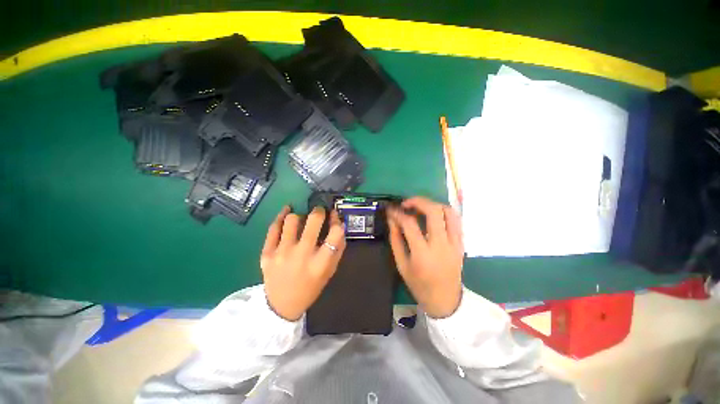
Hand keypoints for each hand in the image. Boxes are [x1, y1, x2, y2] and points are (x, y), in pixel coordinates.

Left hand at [260, 206, 345, 320]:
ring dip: (300, 215)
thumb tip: (338, 223)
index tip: (334, 216)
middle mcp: (302, 255)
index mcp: (321, 262)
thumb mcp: (330, 270)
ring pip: (292, 220)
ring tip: (302, 218)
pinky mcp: (266, 253)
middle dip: (319, 211)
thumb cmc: (311, 287)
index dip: (337, 221)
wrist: (281, 306)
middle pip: (314, 220)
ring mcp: (282, 253)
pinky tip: (287, 211)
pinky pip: (273, 228)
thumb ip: (338, 248)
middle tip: (319, 211)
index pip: (335, 232)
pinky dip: (281, 216)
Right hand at [387, 197, 463, 317]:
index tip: (391, 210)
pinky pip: (455, 220)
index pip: (410, 224)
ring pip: (448, 212)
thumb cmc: (419, 285)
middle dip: (418, 201)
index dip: (398, 213)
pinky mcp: (461, 243)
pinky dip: (443, 212)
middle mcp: (441, 245)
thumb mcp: (401, 265)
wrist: (446, 300)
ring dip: (433, 204)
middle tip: (407, 203)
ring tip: (420, 207)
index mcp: (423, 254)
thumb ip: (396, 240)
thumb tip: (392, 220)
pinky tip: (433, 215)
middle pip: (434, 211)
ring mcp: (454, 243)